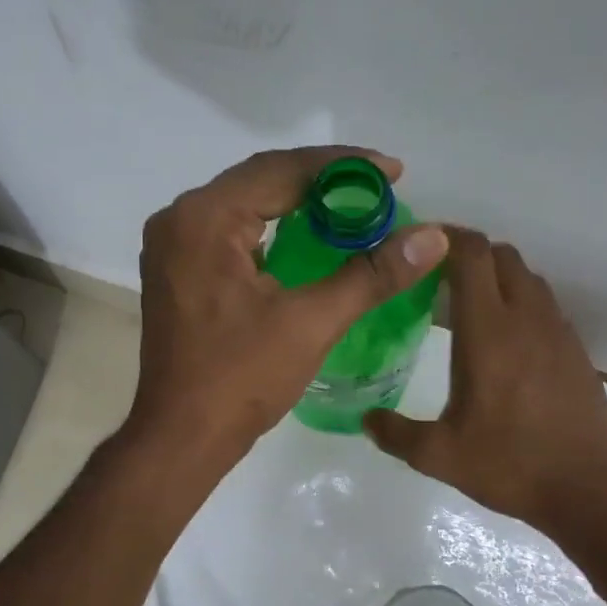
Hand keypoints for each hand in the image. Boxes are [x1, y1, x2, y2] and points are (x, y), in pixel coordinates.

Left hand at [125, 147, 448, 472]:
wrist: (182, 438)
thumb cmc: (241, 380)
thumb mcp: (311, 323)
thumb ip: (372, 274)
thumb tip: (434, 237)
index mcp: (204, 218)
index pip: (281, 170)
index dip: (344, 167)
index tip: (394, 172)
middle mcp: (179, 220)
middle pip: (260, 182)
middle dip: (322, 184)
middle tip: (378, 190)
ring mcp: (172, 248)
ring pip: (244, 208)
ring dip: (296, 207)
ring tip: (351, 211)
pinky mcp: (176, 274)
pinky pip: (229, 235)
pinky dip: (271, 234)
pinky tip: (307, 244)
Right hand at [364, 230, 606, 532]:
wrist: (587, 491)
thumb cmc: (508, 466)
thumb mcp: (439, 456)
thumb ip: (395, 433)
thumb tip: (367, 420)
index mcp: (488, 333)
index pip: (472, 256)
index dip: (447, 237)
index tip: (421, 245)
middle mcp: (527, 320)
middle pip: (502, 256)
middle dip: (470, 253)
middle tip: (439, 277)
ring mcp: (559, 334)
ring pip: (529, 278)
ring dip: (499, 277)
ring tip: (471, 305)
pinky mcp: (577, 352)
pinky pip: (547, 307)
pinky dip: (523, 303)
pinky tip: (507, 341)